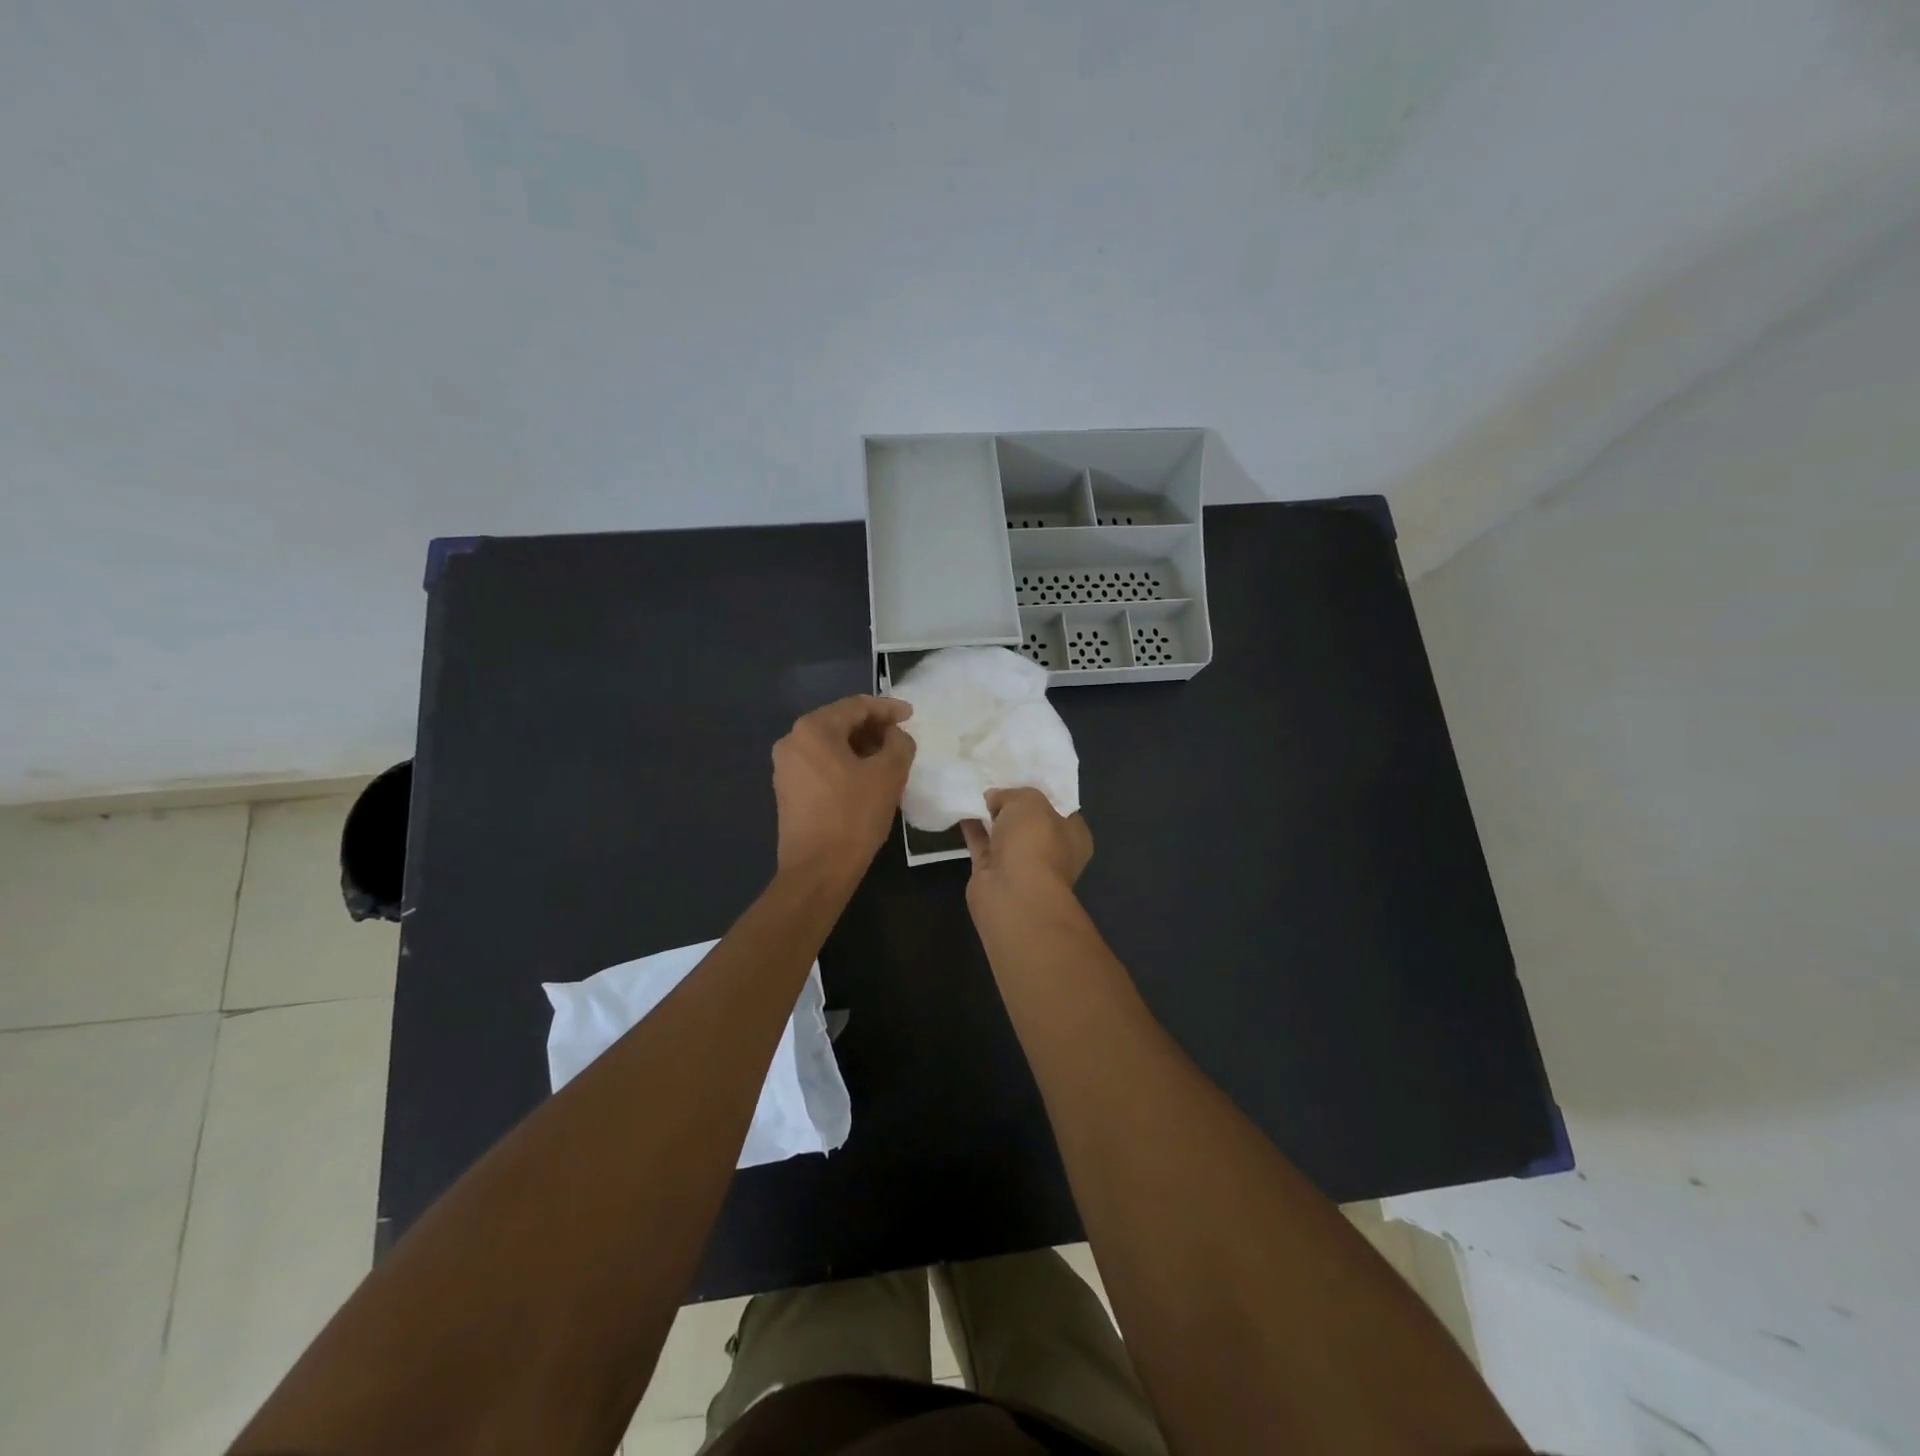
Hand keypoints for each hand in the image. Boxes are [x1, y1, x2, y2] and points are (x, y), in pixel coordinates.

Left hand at [772, 695, 915, 884]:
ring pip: (829, 745)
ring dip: (860, 747)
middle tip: (901, 737)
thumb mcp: (889, 775)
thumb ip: (899, 744)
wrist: (817, 870)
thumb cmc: (854, 816)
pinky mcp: (787, 790)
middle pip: (840, 723)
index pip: (856, 706)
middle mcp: (792, 741)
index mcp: (813, 729)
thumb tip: (895, 735)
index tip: (911, 715)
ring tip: (888, 758)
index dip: (888, 708)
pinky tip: (866, 778)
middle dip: (873, 728)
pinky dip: (844, 764)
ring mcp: (785, 767)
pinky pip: (821, 764)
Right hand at [960, 788, 1093, 908]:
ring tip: (973, 790)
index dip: (1041, 792)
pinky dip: (973, 829)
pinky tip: (960, 808)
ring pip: (1005, 834)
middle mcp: (1051, 851)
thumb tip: (995, 798)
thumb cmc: (1034, 842)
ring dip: (990, 817)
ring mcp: (1022, 865)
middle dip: (1013, 804)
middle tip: (994, 780)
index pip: (1060, 808)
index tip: (1022, 777)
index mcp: (1073, 835)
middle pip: (1030, 821)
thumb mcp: (1028, 801)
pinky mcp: (994, 873)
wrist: (1012, 893)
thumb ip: (1012, 794)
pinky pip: (983, 844)